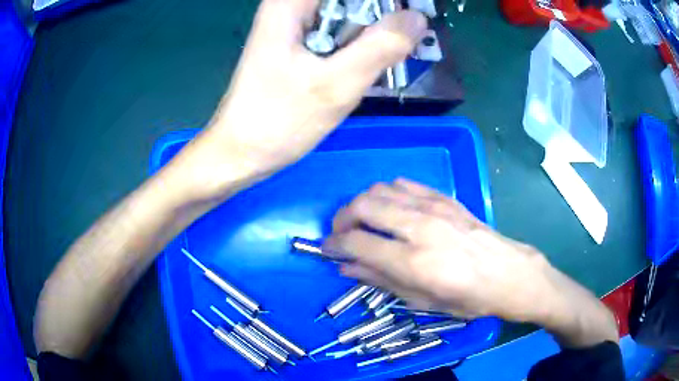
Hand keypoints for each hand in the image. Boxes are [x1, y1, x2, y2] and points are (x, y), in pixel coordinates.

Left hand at [169, 0, 426, 201]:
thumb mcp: (336, 85)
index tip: (405, 20)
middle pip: (350, 0)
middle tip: (402, 42)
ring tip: (387, 57)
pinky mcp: (298, 41)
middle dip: (382, 15)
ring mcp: (293, 23)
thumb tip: (418, 18)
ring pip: (348, 12)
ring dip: (373, 30)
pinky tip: (365, 64)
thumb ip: (381, 46)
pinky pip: (339, 30)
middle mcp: (290, 5)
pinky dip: (359, 43)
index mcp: (292, 2)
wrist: (241, 151)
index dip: (383, 4)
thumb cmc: (278, 121)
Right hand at [324, 178, 551, 320]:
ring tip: (362, 221)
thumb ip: (381, 281)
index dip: (334, 245)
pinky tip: (390, 209)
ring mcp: (434, 207)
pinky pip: (404, 184)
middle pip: (363, 205)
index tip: (326, 249)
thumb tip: (346, 268)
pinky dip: (387, 194)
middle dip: (342, 218)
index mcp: (414, 261)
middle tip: (340, 234)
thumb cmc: (468, 298)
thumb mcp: (422, 301)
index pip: (357, 242)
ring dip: (362, 203)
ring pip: (381, 189)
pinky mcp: (444, 198)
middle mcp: (420, 227)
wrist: (508, 273)